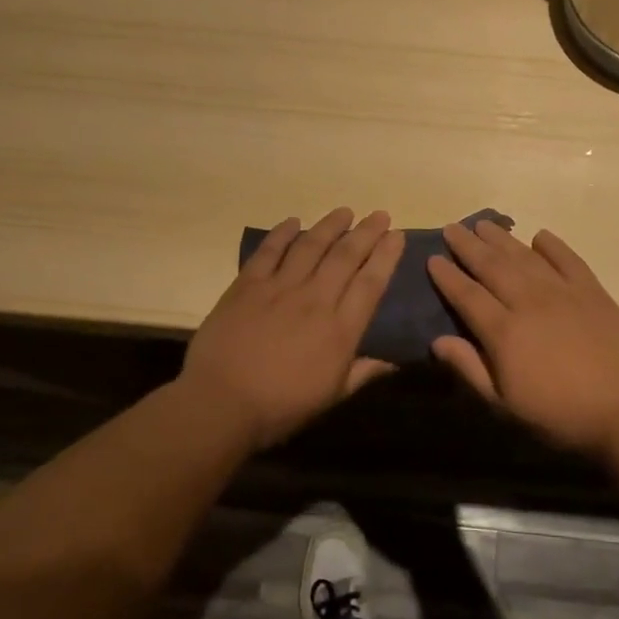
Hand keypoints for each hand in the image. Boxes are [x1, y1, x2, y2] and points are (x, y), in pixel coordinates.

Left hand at [180, 208, 403, 449]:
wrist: (221, 404)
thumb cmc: (281, 407)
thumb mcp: (331, 396)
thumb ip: (363, 373)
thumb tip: (394, 362)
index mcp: (340, 329)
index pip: (371, 282)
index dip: (387, 255)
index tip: (397, 235)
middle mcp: (315, 299)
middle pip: (346, 256)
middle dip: (367, 232)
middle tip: (380, 214)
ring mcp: (280, 288)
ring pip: (311, 246)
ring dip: (330, 225)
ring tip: (345, 211)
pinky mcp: (247, 285)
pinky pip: (269, 251)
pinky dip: (282, 233)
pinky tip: (293, 221)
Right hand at [426, 220, 618, 456]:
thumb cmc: (559, 415)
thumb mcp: (504, 404)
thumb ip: (470, 368)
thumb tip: (437, 341)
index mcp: (504, 331)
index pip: (467, 295)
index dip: (448, 276)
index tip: (433, 258)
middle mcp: (529, 302)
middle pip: (492, 266)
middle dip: (469, 245)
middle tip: (452, 227)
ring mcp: (563, 292)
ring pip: (525, 257)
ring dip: (502, 238)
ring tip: (484, 224)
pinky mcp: (592, 291)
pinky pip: (568, 259)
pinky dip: (552, 245)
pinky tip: (539, 236)